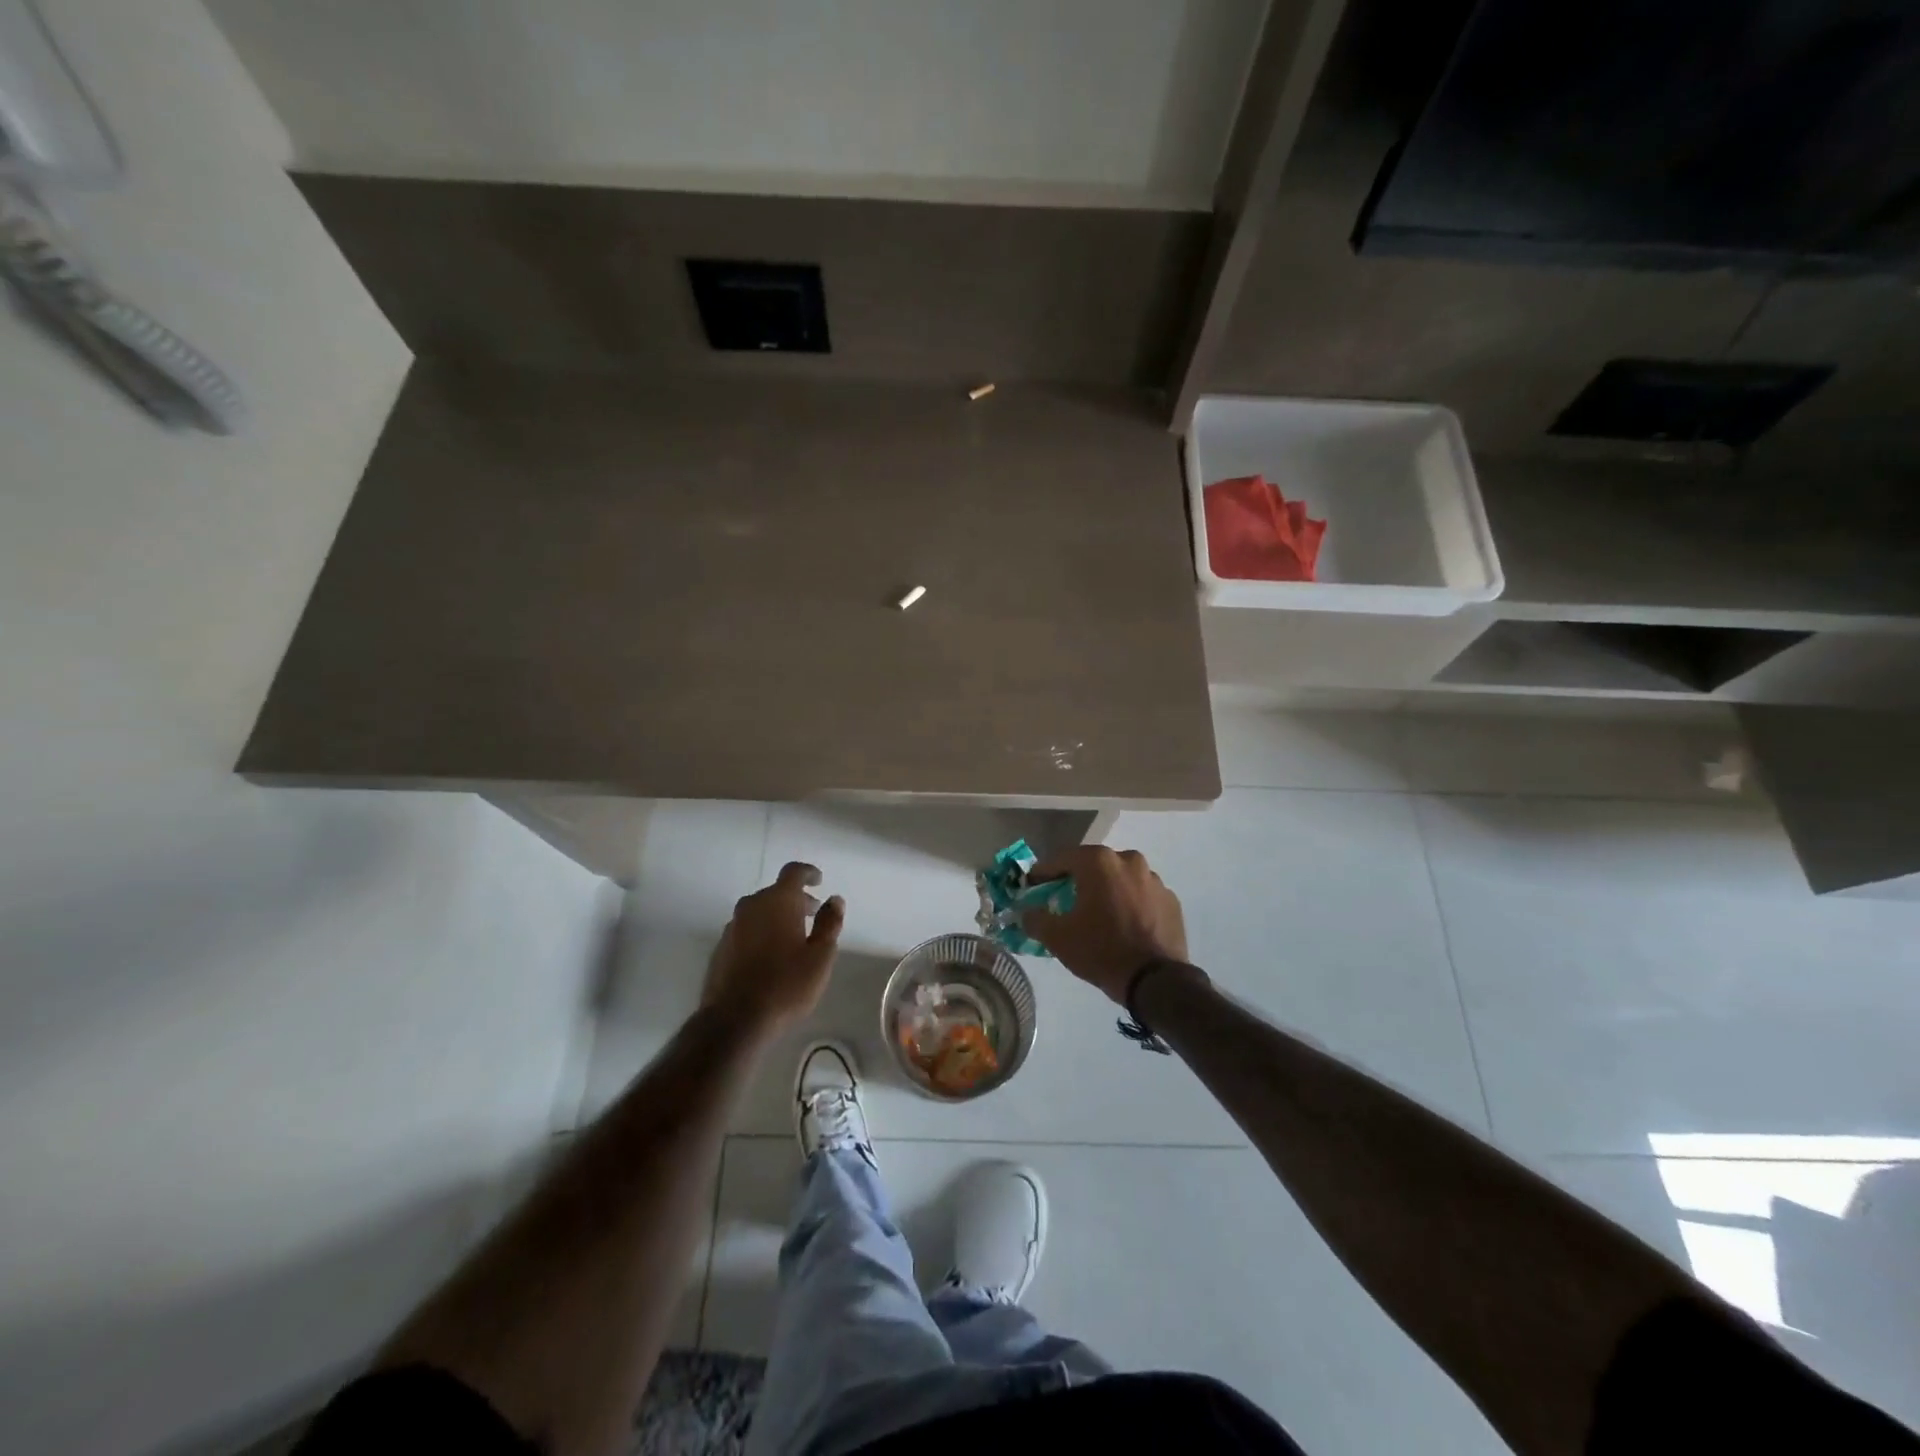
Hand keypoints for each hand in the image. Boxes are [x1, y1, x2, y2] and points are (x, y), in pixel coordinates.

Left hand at [702, 862, 844, 1039]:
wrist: (734, 1020)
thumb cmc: (786, 985)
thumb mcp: (820, 956)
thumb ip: (829, 923)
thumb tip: (835, 900)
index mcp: (778, 901)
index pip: (793, 872)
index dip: (808, 873)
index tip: (819, 881)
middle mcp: (751, 906)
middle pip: (775, 892)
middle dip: (795, 900)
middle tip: (812, 915)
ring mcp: (732, 927)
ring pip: (759, 911)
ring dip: (777, 917)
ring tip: (793, 938)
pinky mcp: (721, 948)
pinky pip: (746, 930)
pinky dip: (761, 933)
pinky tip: (770, 957)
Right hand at [1019, 846, 1187, 1003]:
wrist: (1155, 981)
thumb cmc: (1101, 950)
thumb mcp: (1057, 938)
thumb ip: (1035, 919)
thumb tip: (1027, 913)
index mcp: (1099, 862)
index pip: (1062, 859)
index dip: (1043, 873)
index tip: (1032, 886)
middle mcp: (1129, 860)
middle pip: (1094, 866)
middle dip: (1077, 880)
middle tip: (1064, 900)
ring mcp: (1154, 880)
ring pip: (1120, 879)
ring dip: (1107, 891)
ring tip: (1097, 915)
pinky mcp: (1170, 900)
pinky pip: (1141, 896)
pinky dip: (1129, 904)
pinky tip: (1123, 925)